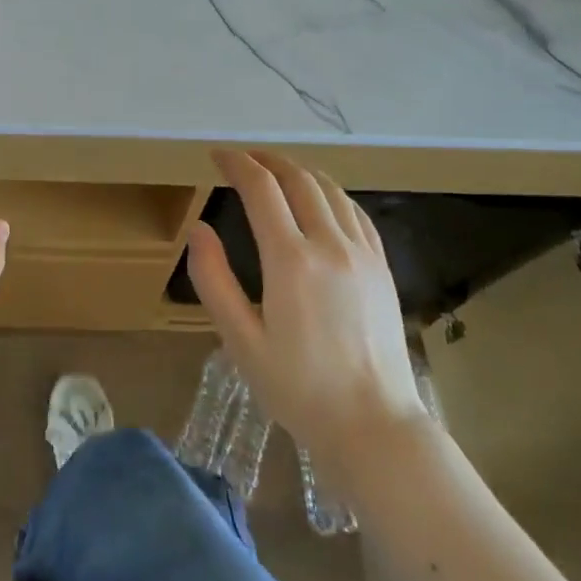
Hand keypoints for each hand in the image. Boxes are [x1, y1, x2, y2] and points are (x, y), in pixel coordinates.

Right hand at [187, 150, 426, 460]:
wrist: (373, 425)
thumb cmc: (298, 388)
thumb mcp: (240, 340)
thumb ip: (214, 280)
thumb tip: (199, 229)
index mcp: (290, 260)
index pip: (261, 188)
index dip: (236, 164)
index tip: (216, 155)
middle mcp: (330, 245)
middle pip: (298, 179)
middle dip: (266, 160)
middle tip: (242, 159)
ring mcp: (363, 254)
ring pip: (330, 190)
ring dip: (299, 171)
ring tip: (275, 171)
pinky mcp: (382, 268)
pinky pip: (356, 212)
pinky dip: (330, 193)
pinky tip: (320, 200)